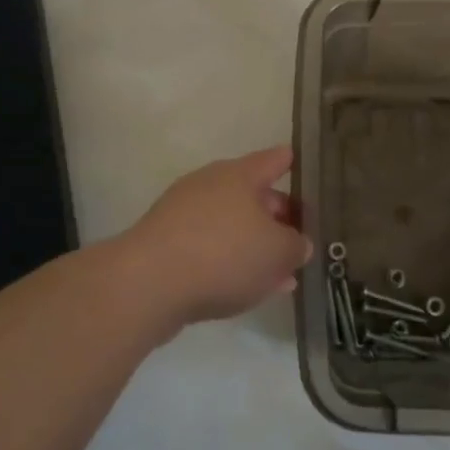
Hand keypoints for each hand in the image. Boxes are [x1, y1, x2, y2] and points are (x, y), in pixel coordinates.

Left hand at [118, 146, 312, 328]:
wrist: (148, 284)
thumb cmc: (224, 254)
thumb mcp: (278, 252)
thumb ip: (296, 246)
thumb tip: (297, 243)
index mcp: (239, 175)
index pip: (273, 160)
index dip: (290, 162)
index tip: (301, 163)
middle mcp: (210, 185)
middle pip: (252, 195)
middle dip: (277, 217)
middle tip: (300, 239)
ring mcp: (184, 213)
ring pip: (232, 225)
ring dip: (255, 246)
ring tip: (280, 275)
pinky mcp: (166, 243)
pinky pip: (210, 247)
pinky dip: (230, 262)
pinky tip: (245, 289)